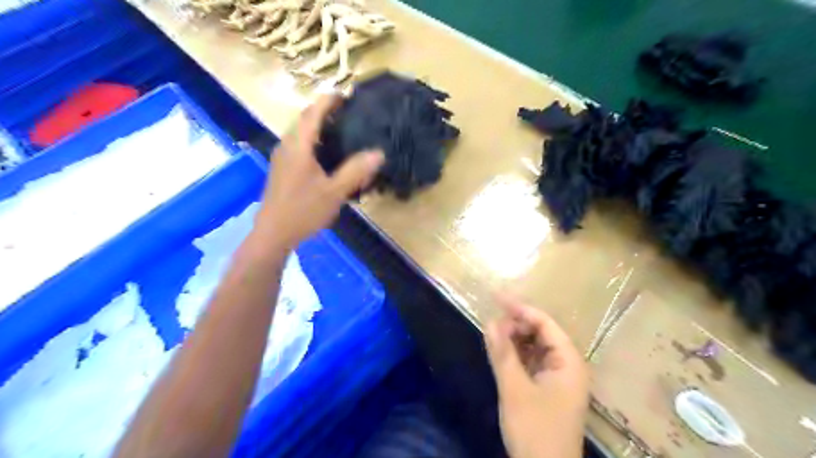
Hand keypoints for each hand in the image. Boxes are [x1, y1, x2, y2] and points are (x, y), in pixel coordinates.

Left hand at [254, 94, 383, 250]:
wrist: (273, 233)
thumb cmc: (303, 211)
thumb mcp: (334, 192)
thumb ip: (356, 171)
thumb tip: (379, 153)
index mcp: (298, 146)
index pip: (313, 113)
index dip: (328, 101)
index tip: (345, 95)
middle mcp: (287, 146)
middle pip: (304, 119)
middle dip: (324, 111)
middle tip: (348, 112)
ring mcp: (282, 157)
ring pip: (300, 132)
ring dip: (318, 125)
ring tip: (341, 129)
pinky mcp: (282, 169)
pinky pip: (299, 145)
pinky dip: (313, 140)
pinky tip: (327, 154)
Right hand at [486, 296, 589, 455]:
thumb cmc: (535, 429)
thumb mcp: (515, 390)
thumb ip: (502, 353)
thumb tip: (489, 321)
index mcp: (568, 362)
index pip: (545, 323)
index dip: (521, 309)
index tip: (496, 297)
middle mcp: (567, 365)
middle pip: (541, 333)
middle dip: (516, 325)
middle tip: (491, 324)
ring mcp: (558, 378)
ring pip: (535, 347)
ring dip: (515, 340)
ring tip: (493, 335)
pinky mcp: (548, 389)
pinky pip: (532, 362)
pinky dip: (516, 355)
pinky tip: (501, 352)